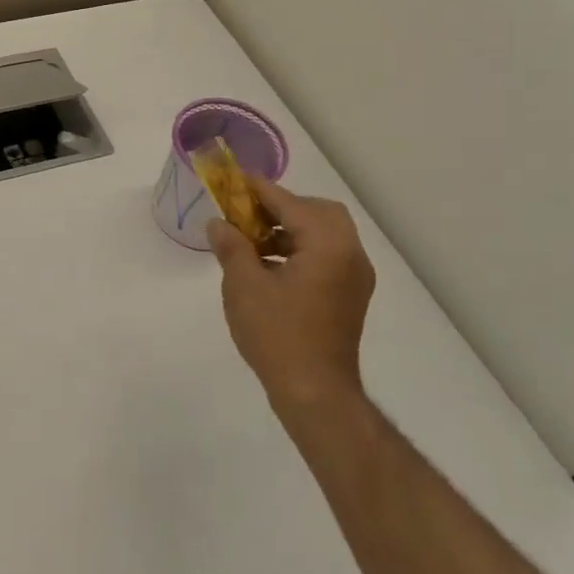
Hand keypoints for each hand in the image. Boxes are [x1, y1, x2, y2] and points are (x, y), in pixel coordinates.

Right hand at [207, 181, 376, 425]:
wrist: (315, 393)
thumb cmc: (277, 335)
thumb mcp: (244, 286)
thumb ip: (232, 247)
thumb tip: (219, 223)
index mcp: (328, 245)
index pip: (290, 203)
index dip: (259, 190)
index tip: (234, 180)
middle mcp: (350, 253)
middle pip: (318, 212)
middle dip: (282, 208)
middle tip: (247, 214)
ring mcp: (355, 276)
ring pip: (324, 235)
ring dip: (290, 230)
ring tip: (252, 242)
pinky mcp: (350, 296)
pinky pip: (327, 256)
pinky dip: (301, 250)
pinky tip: (269, 266)